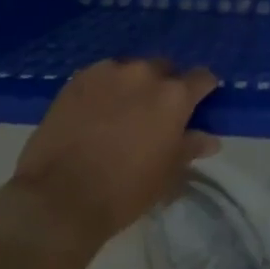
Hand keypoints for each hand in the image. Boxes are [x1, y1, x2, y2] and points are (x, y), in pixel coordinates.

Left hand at [0, 58, 218, 258]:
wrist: (59, 199)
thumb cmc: (124, 192)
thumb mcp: (166, 175)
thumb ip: (190, 148)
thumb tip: (210, 138)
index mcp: (174, 96)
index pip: (201, 78)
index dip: (203, 90)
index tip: (198, 104)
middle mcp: (145, 73)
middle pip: (164, 69)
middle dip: (164, 86)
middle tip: (155, 114)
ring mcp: (110, 72)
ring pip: (131, 70)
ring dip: (133, 86)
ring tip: (121, 112)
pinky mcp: (79, 78)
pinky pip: (102, 75)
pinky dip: (105, 88)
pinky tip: (95, 111)